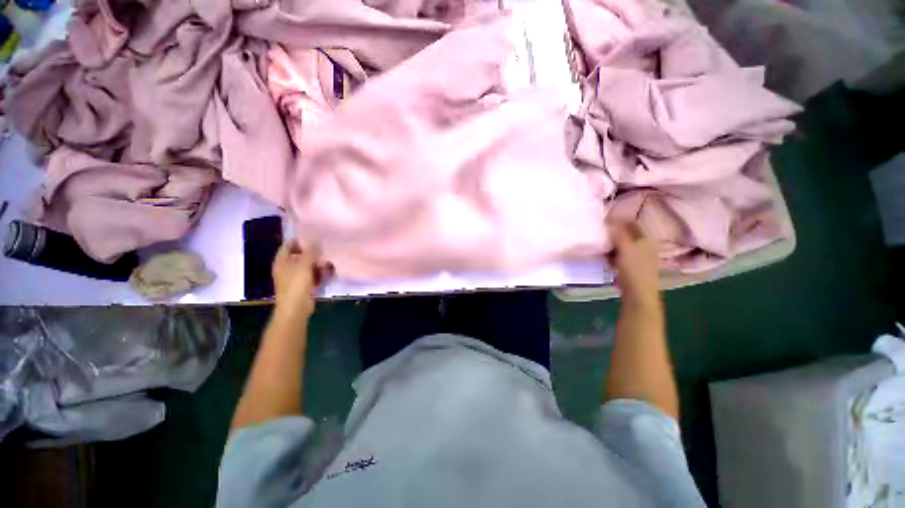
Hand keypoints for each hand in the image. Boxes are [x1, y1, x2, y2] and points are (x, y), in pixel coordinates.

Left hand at [272, 240, 332, 318]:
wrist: (296, 308)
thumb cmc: (296, 285)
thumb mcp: (304, 265)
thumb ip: (310, 252)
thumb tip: (315, 239)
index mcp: (282, 261)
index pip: (289, 245)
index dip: (300, 240)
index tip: (314, 236)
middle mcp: (288, 267)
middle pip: (300, 255)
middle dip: (313, 252)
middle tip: (326, 248)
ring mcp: (296, 277)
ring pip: (309, 265)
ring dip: (319, 263)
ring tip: (330, 260)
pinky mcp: (305, 285)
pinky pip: (314, 274)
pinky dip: (321, 272)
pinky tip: (330, 271)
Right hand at [608, 222, 660, 308]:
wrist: (638, 294)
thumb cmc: (634, 269)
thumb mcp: (625, 248)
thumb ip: (618, 234)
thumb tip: (611, 221)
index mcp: (646, 239)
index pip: (632, 224)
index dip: (619, 222)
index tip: (604, 222)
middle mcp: (644, 246)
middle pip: (626, 235)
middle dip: (613, 235)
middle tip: (600, 235)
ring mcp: (639, 257)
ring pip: (621, 246)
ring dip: (611, 246)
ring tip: (601, 248)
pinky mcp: (632, 267)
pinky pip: (620, 256)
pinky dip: (612, 256)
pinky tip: (606, 260)